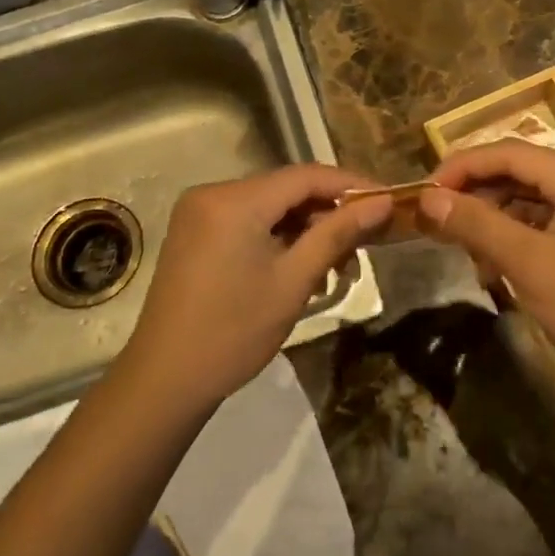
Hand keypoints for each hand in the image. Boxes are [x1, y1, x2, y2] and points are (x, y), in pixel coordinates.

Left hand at [120, 164, 391, 412]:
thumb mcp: (294, 281)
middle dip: (328, 212)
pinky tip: (299, 265)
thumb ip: (338, 234)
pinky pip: (247, 220)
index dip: (352, 185)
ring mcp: (199, 212)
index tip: (388, 202)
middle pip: (286, 189)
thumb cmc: (234, 332)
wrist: (165, 379)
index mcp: (234, 200)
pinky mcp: (194, 232)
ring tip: (335, 264)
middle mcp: (212, 193)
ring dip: (304, 228)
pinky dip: (277, 237)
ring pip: (269, 206)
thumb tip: (382, 203)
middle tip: (365, 243)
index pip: (306, 176)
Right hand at [420, 141, 554, 395]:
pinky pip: (551, 218)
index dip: (462, 166)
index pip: (510, 152)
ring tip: (470, 253)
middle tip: (441, 223)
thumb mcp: (528, 264)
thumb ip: (476, 224)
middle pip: (522, 171)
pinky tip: (499, 264)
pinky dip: (520, 234)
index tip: (425, 192)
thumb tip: (428, 198)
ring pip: (534, 197)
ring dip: (497, 218)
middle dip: (478, 195)